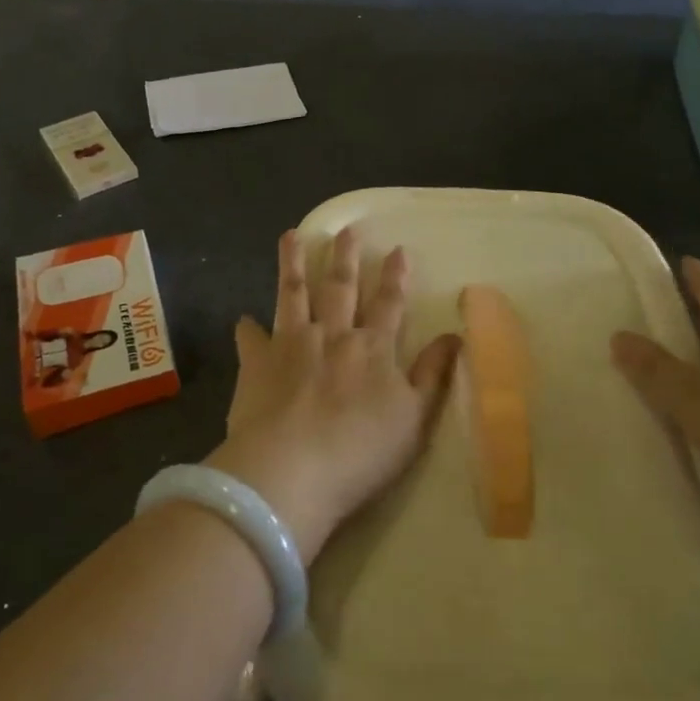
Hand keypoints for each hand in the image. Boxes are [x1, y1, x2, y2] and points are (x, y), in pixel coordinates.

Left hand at [207, 228, 458, 563]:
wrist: (292, 471)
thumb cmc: (360, 452)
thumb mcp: (414, 419)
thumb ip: (432, 375)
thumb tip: (455, 336)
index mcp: (372, 348)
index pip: (389, 303)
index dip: (395, 277)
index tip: (397, 249)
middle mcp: (332, 335)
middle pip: (340, 288)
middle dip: (345, 258)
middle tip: (346, 229)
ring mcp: (291, 345)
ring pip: (293, 294)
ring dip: (293, 264)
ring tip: (290, 236)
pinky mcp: (256, 363)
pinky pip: (250, 338)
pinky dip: (248, 328)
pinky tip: (243, 319)